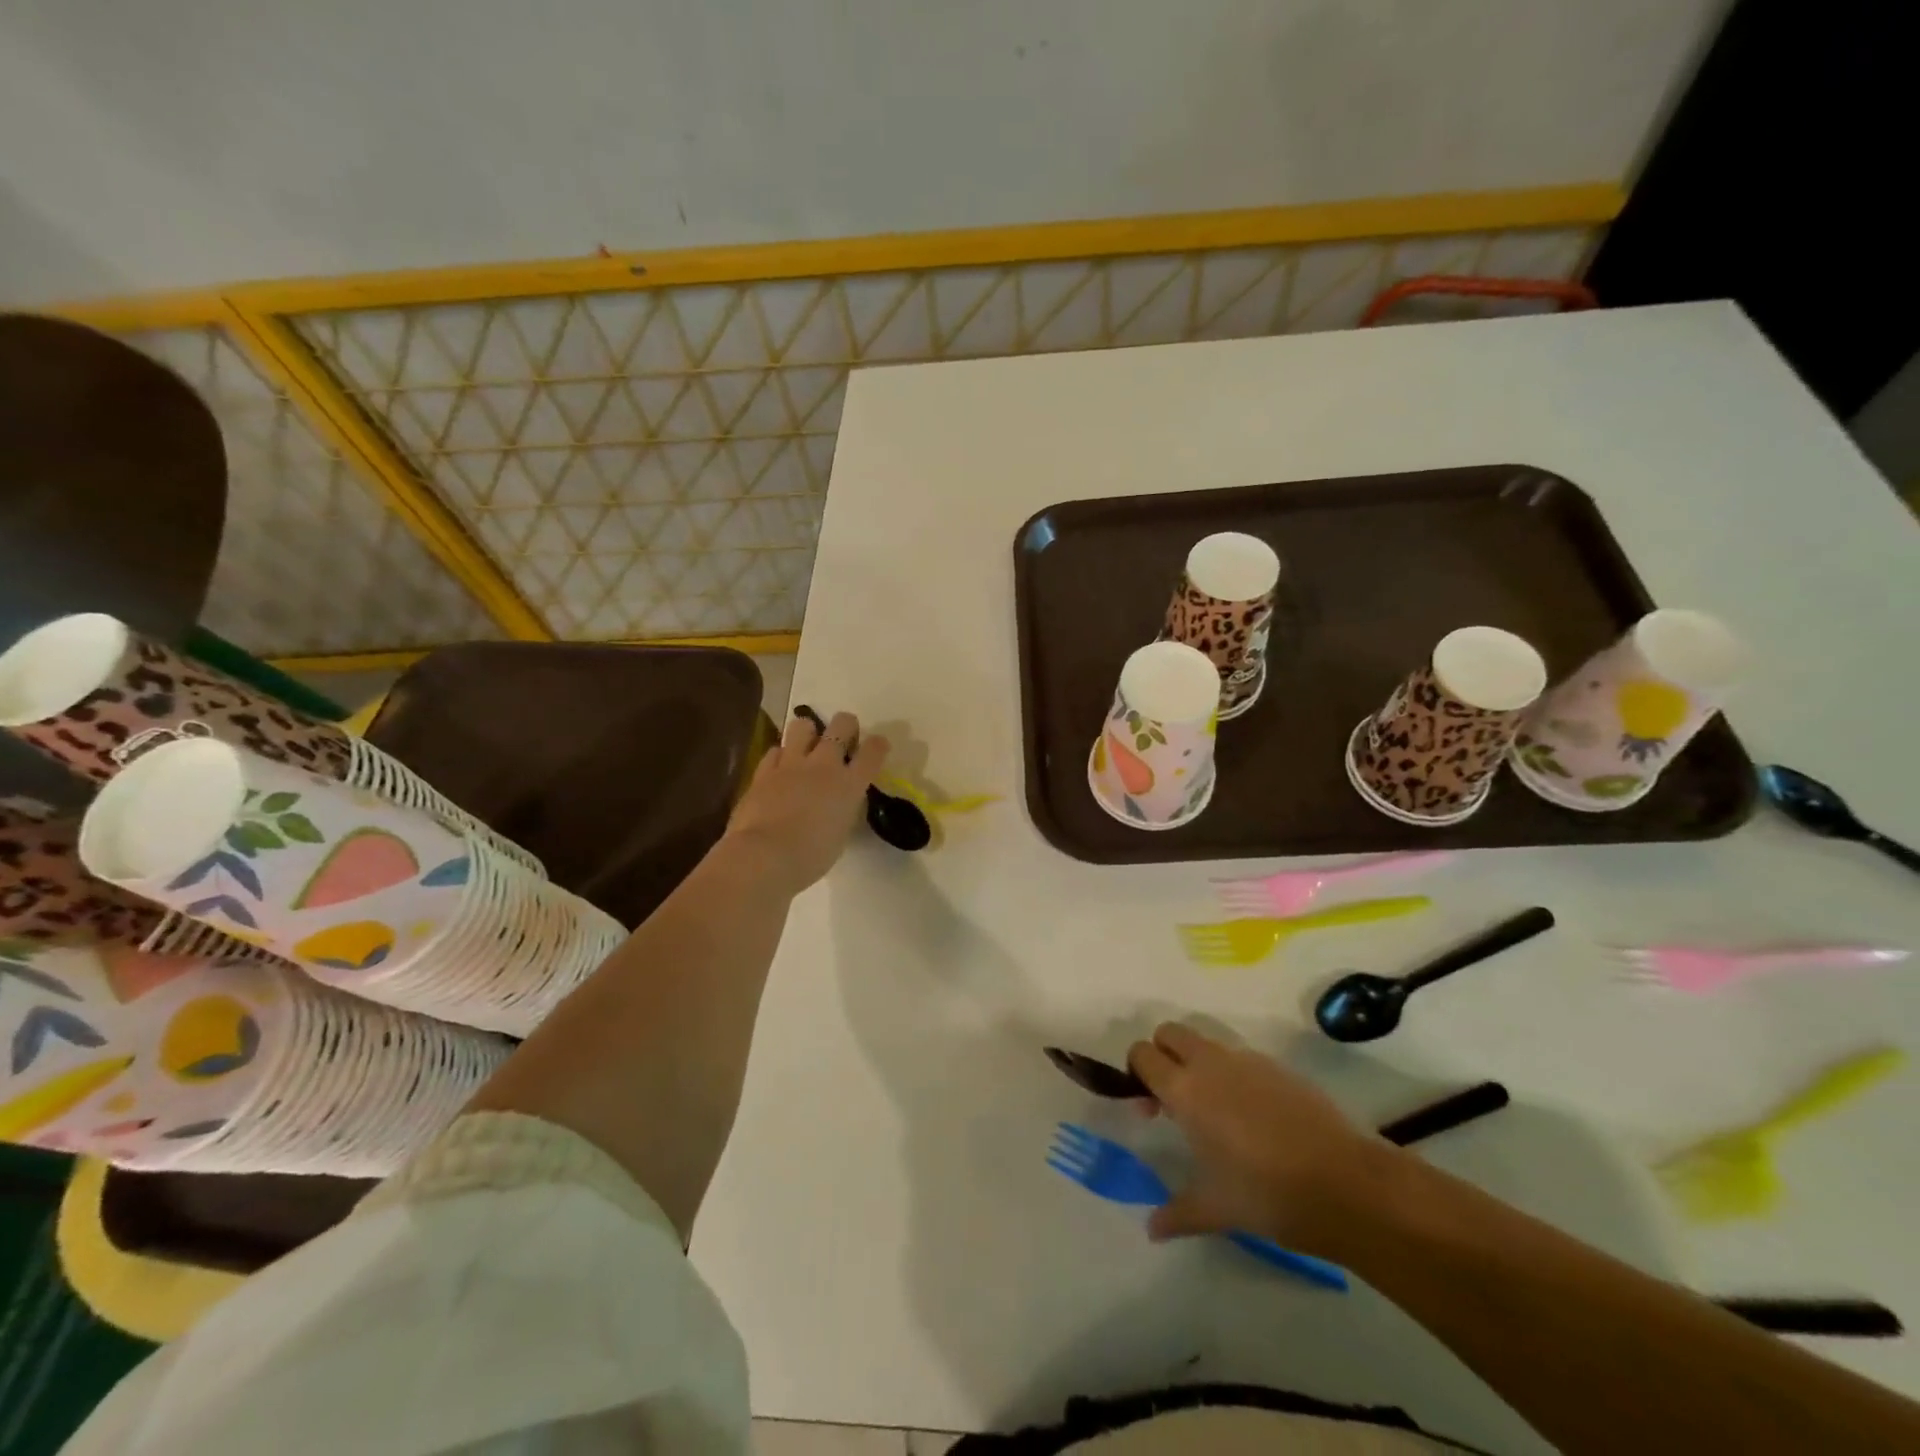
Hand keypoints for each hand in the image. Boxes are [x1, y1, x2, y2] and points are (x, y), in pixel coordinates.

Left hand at [724, 710, 888, 894]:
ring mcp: (791, 764)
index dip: (878, 744)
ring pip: (802, 725)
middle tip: (843, 737)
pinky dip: (781, 756)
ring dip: (809, 731)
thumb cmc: (810, 856)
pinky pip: (775, 750)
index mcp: (849, 785)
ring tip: (807, 745)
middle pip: (842, 724)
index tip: (877, 746)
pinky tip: (781, 768)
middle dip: (846, 725)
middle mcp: (824, 765)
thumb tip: (840, 801)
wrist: (765, 856)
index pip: (873, 751)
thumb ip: (844, 809)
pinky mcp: (764, 770)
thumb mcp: (841, 833)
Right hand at [1127, 1023, 1394, 1253]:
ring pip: (1206, 1042)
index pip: (1142, 1054)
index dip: (1137, 1073)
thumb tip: (1151, 1230)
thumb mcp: (1216, 1209)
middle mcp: (1210, 1064)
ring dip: (1198, 1064)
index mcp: (1185, 1090)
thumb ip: (1176, 1213)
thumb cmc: (1267, 1195)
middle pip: (1170, 1032)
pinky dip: (1234, 1076)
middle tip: (1173, 1098)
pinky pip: (1242, 1059)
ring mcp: (1247, 1061)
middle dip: (1163, 1054)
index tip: (1149, 1107)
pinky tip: (1254, 1119)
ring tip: (1215, 1112)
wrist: (1345, 1184)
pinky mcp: (1278, 1067)